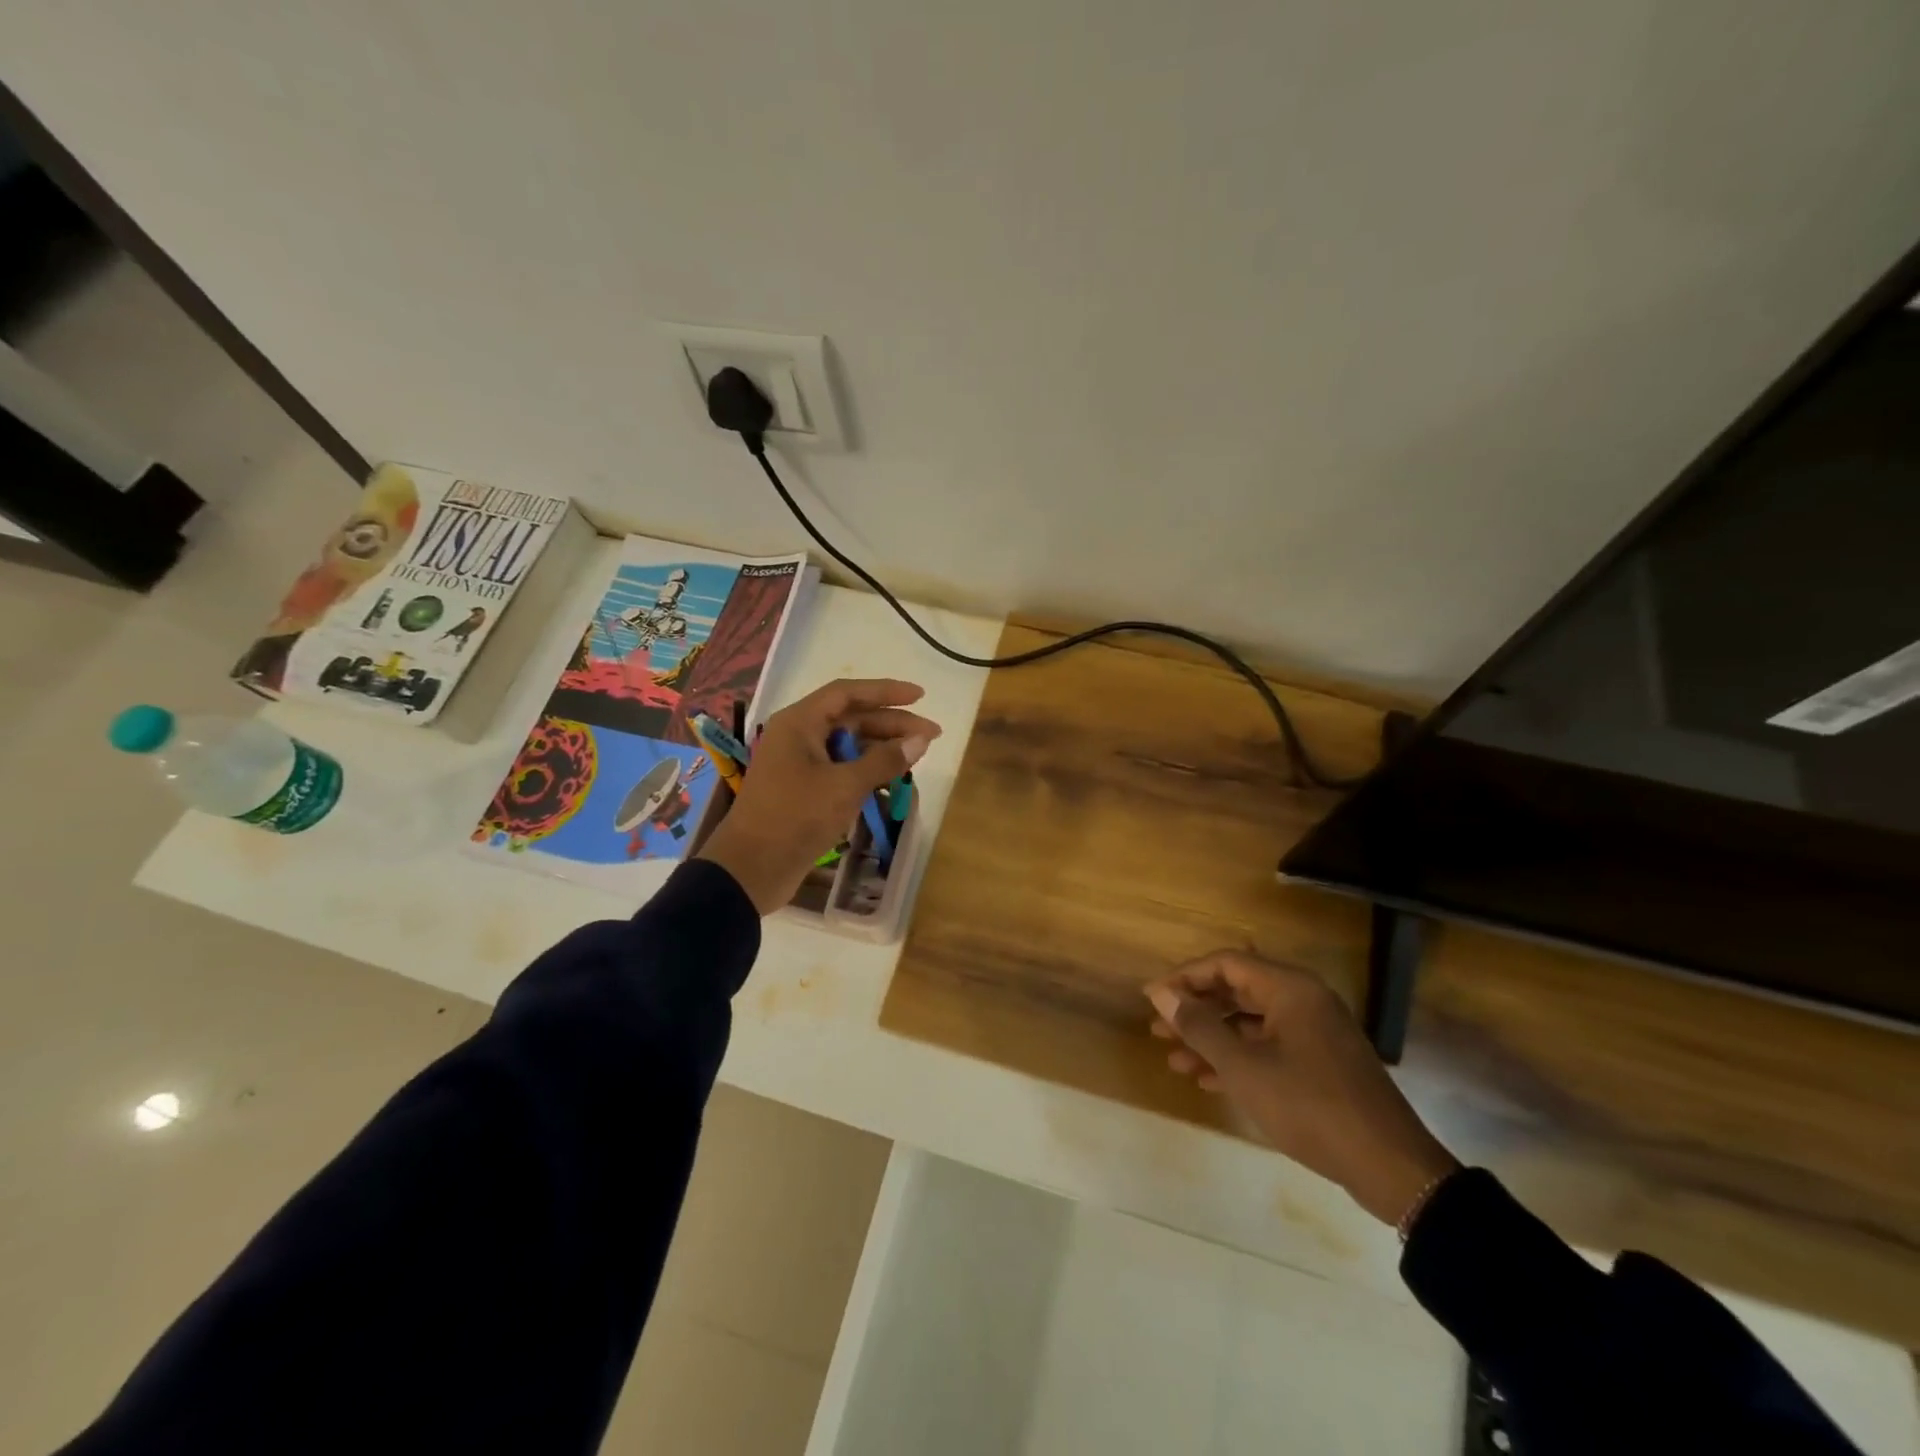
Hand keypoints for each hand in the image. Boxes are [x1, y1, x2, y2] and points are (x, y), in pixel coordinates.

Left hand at [695, 678, 938, 914]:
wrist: (751, 869)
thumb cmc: (796, 817)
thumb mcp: (845, 786)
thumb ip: (884, 760)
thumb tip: (920, 740)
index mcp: (800, 723)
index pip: (848, 693)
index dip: (885, 691)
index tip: (920, 696)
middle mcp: (799, 736)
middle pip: (851, 718)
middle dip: (891, 724)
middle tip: (931, 735)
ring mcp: (800, 764)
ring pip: (848, 745)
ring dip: (882, 749)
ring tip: (917, 756)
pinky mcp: (804, 790)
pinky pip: (841, 769)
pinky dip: (867, 770)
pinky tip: (892, 779)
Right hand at [1144, 951, 1457, 1227]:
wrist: (1391, 1167)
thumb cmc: (1310, 1106)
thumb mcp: (1244, 1067)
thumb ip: (1199, 1027)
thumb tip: (1161, 994)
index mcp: (1290, 988)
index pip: (1225, 963)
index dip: (1183, 978)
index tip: (1152, 999)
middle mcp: (1304, 999)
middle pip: (1237, 990)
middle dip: (1195, 1011)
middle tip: (1157, 1030)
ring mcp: (1316, 1032)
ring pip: (1251, 1023)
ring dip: (1213, 1039)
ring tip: (1174, 1060)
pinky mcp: (1322, 1062)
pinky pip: (1269, 1046)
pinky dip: (1239, 1058)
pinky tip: (1208, 1080)